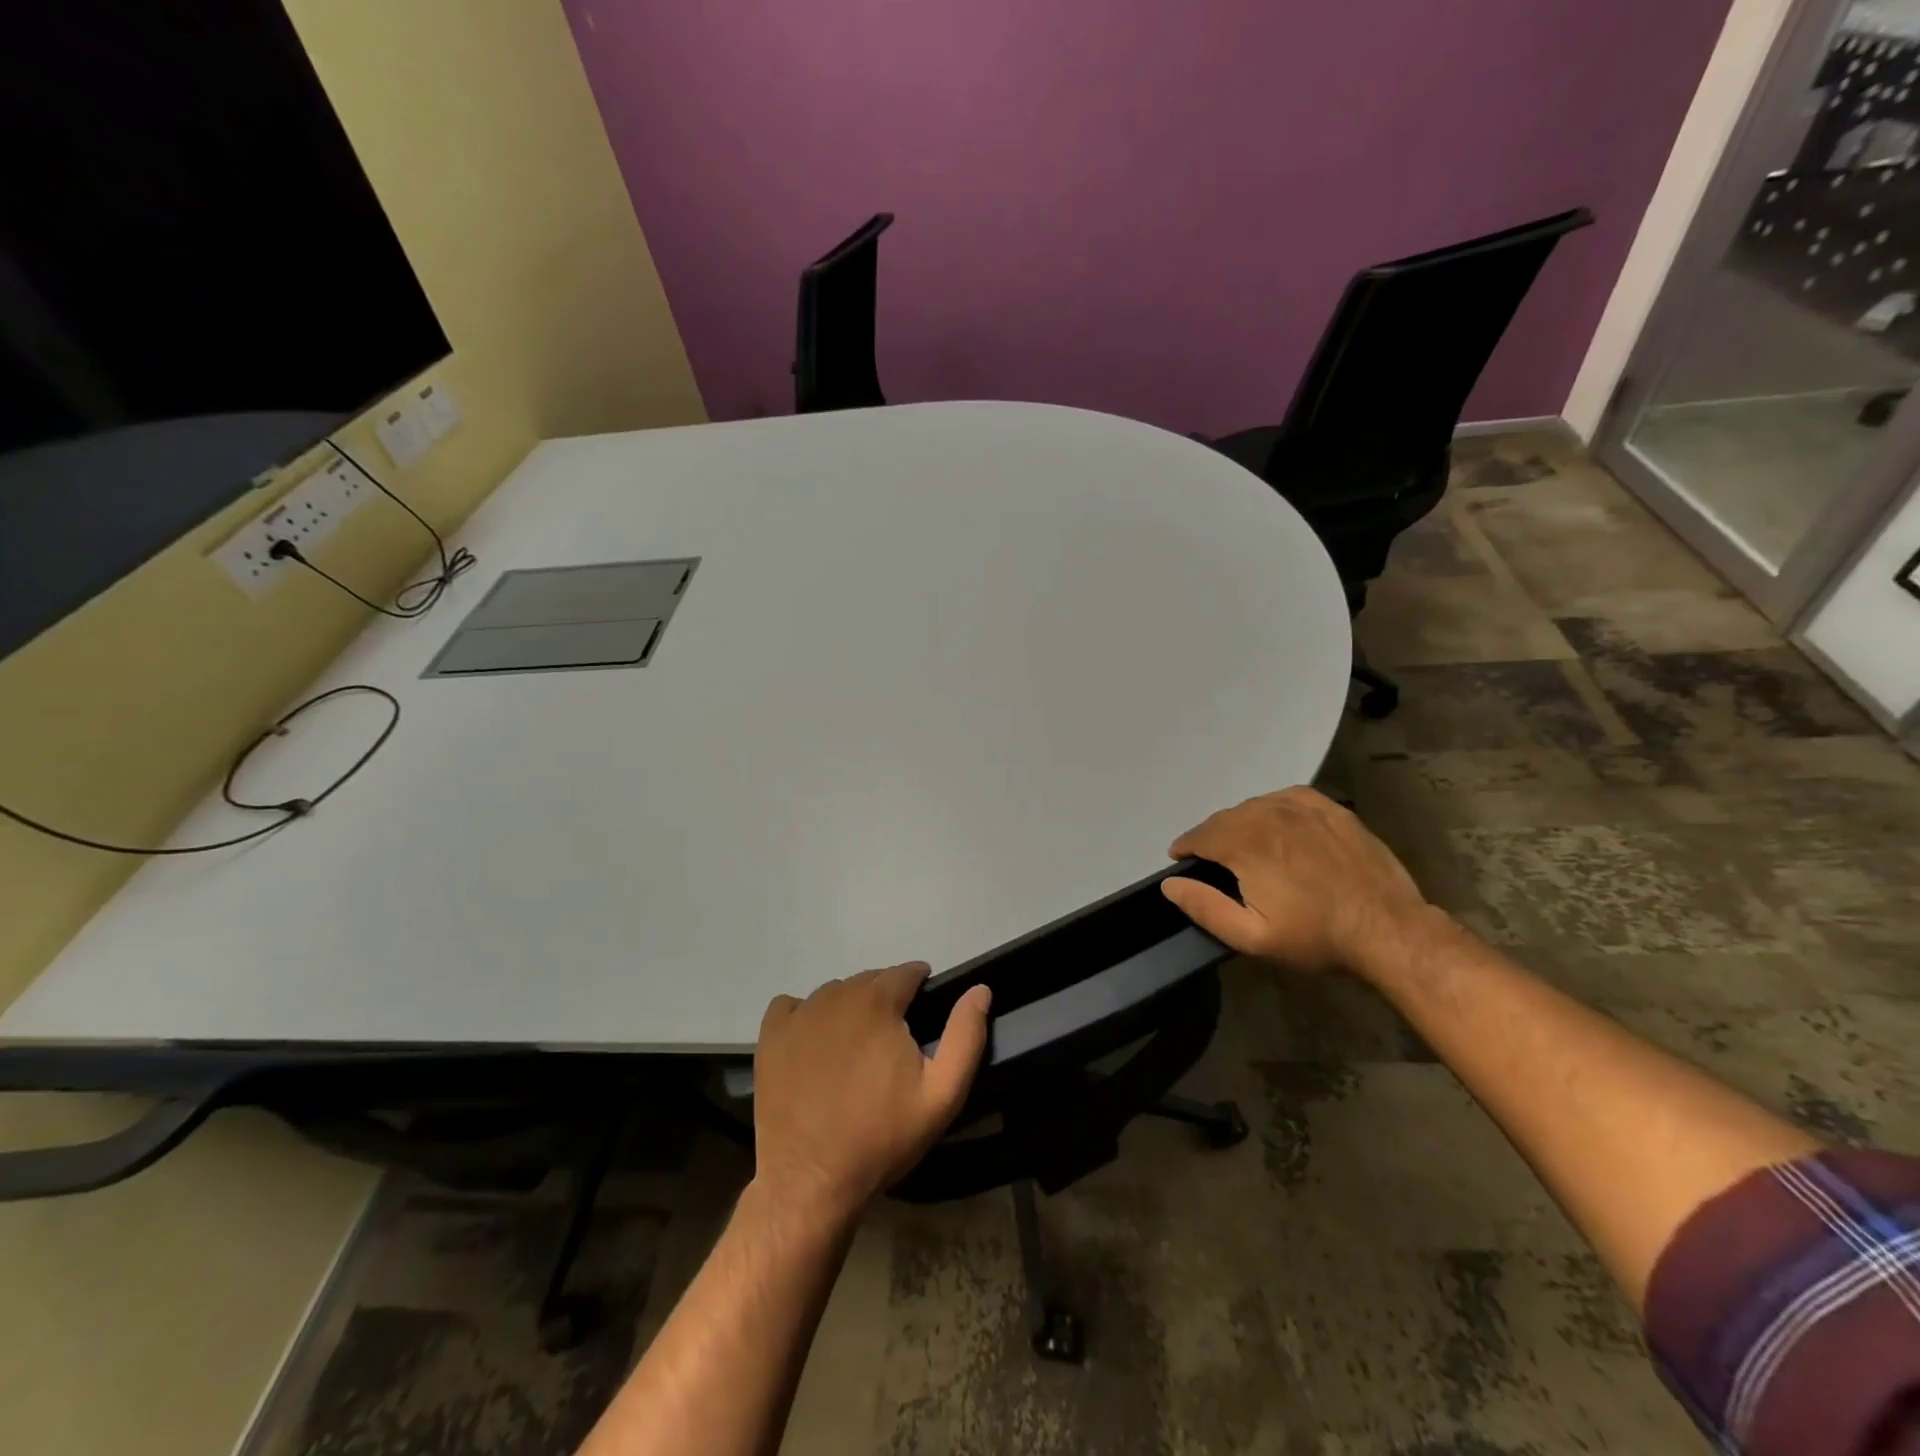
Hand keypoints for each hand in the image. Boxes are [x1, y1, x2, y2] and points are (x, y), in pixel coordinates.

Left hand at [753, 964, 991, 1223]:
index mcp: (878, 1002)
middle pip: (870, 981)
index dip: (919, 986)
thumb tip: (980, 989)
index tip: (923, 1010)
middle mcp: (836, 995)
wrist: (812, 1181)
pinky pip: (791, 1006)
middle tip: (893, 1040)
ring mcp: (799, 1015)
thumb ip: (966, 1035)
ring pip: (834, 993)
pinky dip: (806, 1015)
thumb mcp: (942, 1094)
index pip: (906, 972)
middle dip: (886, 999)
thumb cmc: (883, 1137)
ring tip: (857, 1047)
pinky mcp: (771, 1036)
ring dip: (851, 1008)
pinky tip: (814, 1044)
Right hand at [1162, 786, 1432, 974]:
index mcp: (1245, 843)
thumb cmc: (1316, 936)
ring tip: (1244, 845)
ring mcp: (1302, 807)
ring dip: (1241, 823)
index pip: (1200, 835)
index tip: (1181, 859)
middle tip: (1213, 861)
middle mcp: (1268, 815)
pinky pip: (1287, 798)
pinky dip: (1272, 808)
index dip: (1186, 847)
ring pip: (1254, 806)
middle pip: (1225, 819)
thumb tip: (1171, 883)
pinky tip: (1278, 825)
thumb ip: (1205, 907)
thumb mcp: (1252, 936)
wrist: (1388, 929)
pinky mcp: (1330, 809)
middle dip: (1212, 837)